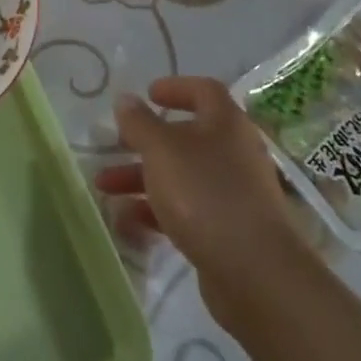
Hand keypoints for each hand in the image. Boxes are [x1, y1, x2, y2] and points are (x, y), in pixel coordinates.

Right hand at [95, 76, 297, 324]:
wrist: (255, 273)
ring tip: (104, 188)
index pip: (204, 90)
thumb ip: (139, 123)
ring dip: (141, 178)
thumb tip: (126, 100)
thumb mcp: (162, 151)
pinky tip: (126, 222)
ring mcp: (233, 194)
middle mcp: (234, 153)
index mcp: (226, 123)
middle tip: (115, 145)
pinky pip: (186, 211)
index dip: (176, 87)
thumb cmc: (205, 194)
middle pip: (185, 137)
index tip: (148, 94)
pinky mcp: (227, 231)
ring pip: (181, 176)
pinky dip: (156, 211)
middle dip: (145, 142)